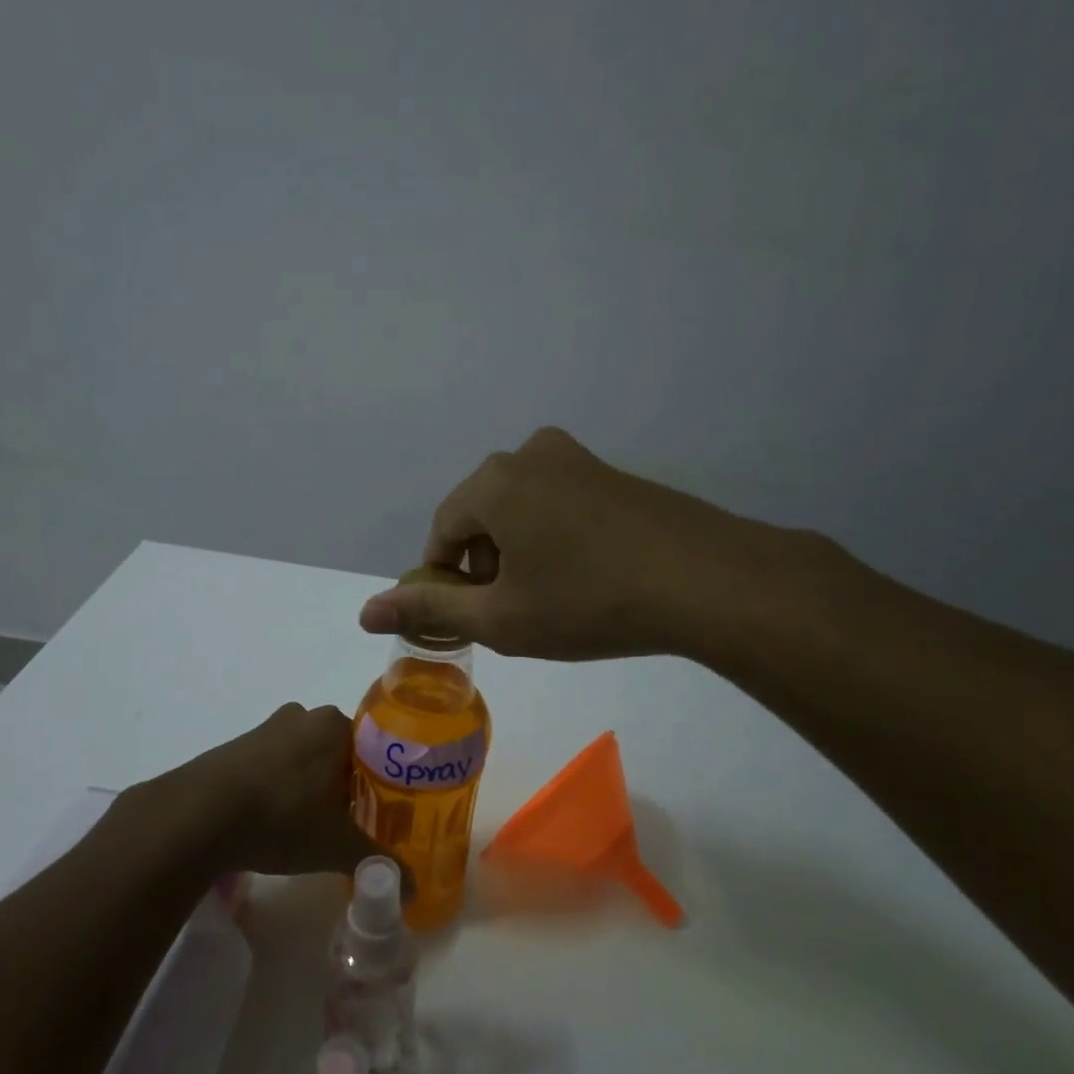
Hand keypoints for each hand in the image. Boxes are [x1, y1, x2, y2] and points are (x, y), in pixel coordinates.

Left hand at [153, 703, 379, 877]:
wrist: (198, 816)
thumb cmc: (281, 818)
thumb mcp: (336, 847)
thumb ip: (377, 862)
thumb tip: (414, 890)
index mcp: (335, 726)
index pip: (374, 748)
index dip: (379, 782)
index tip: (376, 813)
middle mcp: (303, 716)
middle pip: (339, 751)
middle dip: (345, 784)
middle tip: (347, 823)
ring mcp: (266, 728)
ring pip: (303, 756)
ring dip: (310, 785)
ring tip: (308, 825)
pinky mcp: (235, 745)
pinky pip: (272, 763)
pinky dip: (278, 786)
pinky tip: (272, 819)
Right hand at [359, 427, 781, 661]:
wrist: (708, 582)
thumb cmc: (589, 602)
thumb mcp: (501, 616)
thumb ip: (428, 608)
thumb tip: (366, 611)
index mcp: (493, 481)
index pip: (442, 534)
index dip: (447, 581)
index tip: (474, 619)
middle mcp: (529, 454)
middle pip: (481, 518)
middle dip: (486, 568)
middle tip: (517, 615)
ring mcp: (577, 459)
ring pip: (520, 512)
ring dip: (520, 556)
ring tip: (554, 601)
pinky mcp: (613, 474)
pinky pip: (559, 506)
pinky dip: (556, 541)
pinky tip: (588, 579)